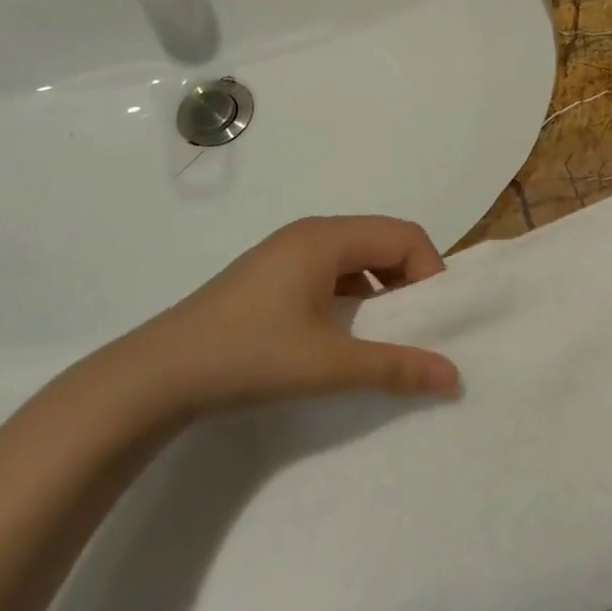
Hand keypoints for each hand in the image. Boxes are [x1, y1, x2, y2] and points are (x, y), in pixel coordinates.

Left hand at [97, 216, 459, 415]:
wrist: (156, 376)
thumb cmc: (249, 356)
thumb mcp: (330, 364)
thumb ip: (396, 367)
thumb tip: (454, 376)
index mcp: (326, 238)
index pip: (405, 235)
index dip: (430, 272)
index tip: (430, 319)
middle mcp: (310, 234)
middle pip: (383, 242)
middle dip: (408, 282)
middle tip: (412, 329)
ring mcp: (286, 254)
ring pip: (357, 259)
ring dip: (380, 291)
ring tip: (380, 336)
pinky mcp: (271, 277)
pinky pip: (331, 274)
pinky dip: (352, 298)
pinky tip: (341, 336)